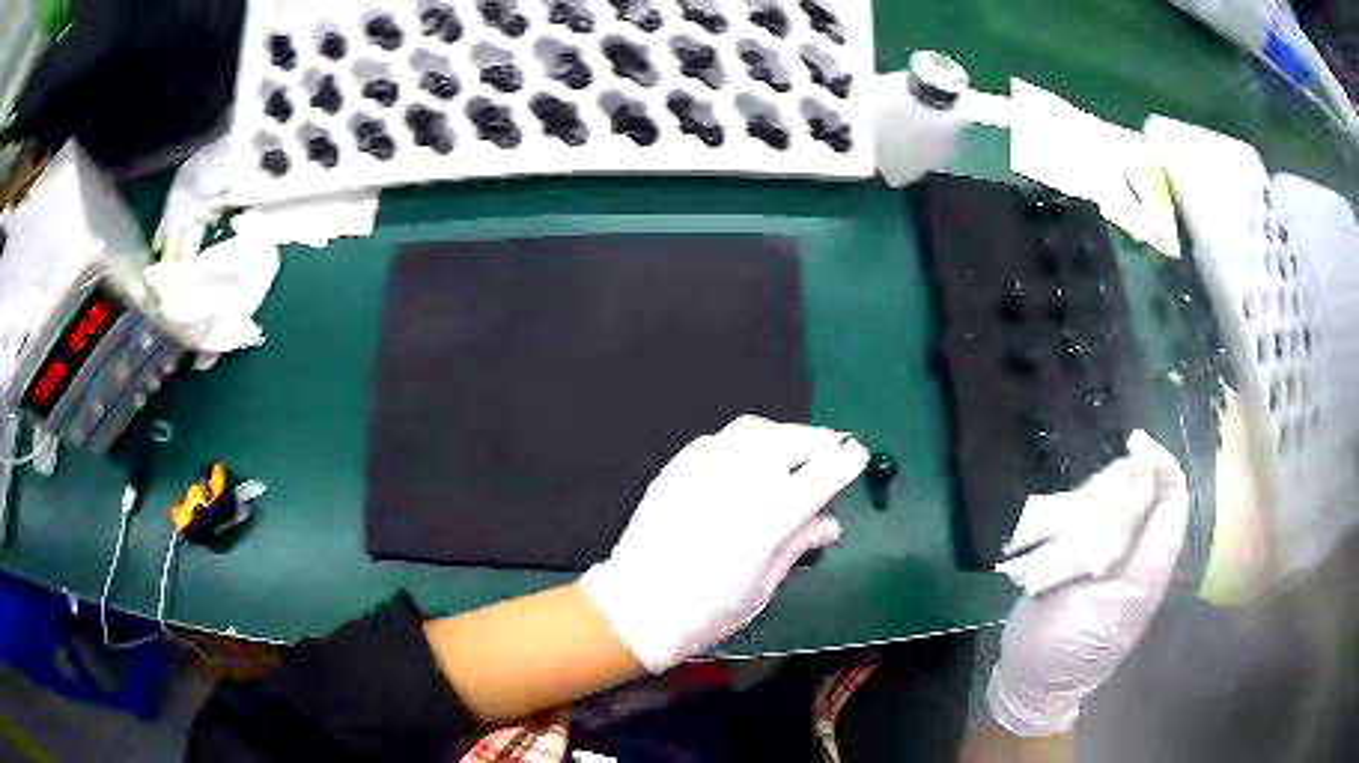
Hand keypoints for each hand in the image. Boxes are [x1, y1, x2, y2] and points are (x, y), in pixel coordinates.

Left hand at [580, 415, 869, 672]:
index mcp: (771, 516)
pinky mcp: (676, 468)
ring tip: (790, 452)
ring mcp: (704, 468)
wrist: (638, 607)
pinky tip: (743, 463)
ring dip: (781, 435)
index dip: (846, 460)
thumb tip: (830, 523)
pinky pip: (717, 441)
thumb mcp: (764, 585)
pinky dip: (741, 444)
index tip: (857, 455)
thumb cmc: (709, 610)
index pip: (823, 472)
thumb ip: (799, 544)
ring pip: (754, 430)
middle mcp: (742, 481)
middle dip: (818, 440)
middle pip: (791, 440)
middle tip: (830, 450)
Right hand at [986, 430, 1189, 735]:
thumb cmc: (1051, 645)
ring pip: (1140, 521)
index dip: (1162, 468)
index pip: (1172, 508)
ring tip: (1085, 505)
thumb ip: (1099, 542)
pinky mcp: (1116, 586)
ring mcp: (1132, 582)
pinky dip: (1105, 520)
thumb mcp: (1070, 593)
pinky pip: (1123, 538)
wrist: (1037, 689)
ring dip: (1117, 501)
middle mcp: (1147, 575)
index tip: (1136, 443)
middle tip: (1101, 480)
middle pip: (1158, 509)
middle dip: (1135, 482)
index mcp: (1143, 579)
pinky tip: (1079, 526)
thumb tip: (1124, 488)